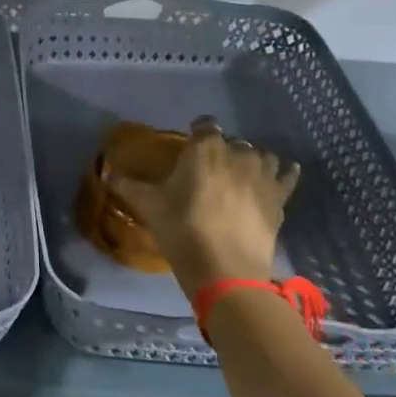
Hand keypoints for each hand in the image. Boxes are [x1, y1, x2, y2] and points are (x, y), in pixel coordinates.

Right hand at [109, 118, 301, 288]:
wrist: (225, 270)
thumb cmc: (182, 230)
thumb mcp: (149, 207)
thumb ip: (129, 186)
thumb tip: (108, 174)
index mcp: (206, 149)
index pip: (204, 125)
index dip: (197, 132)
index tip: (189, 143)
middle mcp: (238, 154)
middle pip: (233, 142)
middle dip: (222, 150)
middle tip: (208, 169)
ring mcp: (264, 175)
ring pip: (262, 156)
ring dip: (251, 160)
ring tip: (239, 175)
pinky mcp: (280, 198)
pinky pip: (287, 175)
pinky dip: (283, 173)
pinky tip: (280, 175)